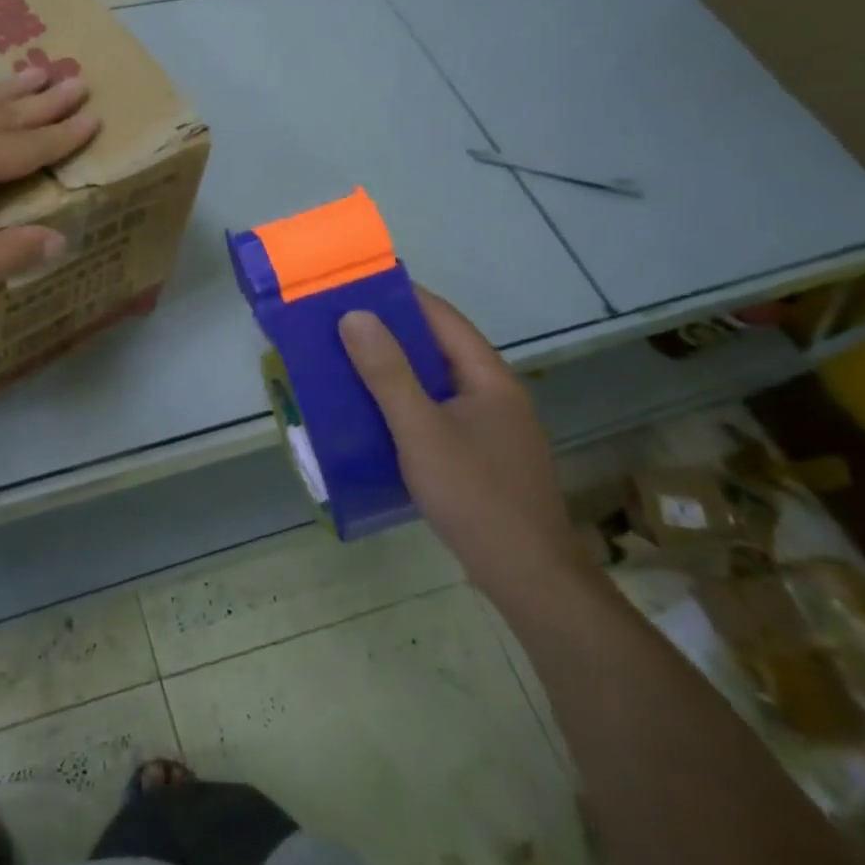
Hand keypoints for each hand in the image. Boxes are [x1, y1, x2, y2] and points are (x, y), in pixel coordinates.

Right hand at [340, 291, 593, 606]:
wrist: (527, 577)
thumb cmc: (474, 495)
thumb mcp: (421, 429)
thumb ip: (386, 372)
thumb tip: (354, 315)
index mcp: (488, 377)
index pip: (441, 317)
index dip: (400, 297)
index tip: (354, 286)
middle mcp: (493, 393)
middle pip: (437, 348)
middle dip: (389, 334)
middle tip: (337, 326)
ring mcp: (489, 426)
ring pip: (434, 382)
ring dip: (393, 370)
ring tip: (344, 362)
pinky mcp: (479, 454)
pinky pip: (435, 411)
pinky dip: (403, 403)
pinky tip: (372, 413)